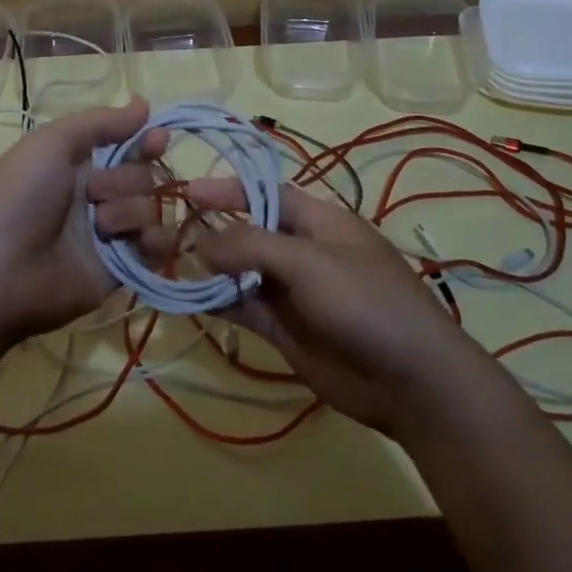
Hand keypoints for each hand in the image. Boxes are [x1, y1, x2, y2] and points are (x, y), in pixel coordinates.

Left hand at [0, 99, 172, 345]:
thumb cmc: (19, 196)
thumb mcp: (52, 142)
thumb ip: (101, 122)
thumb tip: (144, 103)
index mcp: (78, 164)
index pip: (127, 145)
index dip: (146, 141)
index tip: (157, 138)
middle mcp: (96, 195)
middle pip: (143, 175)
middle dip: (126, 179)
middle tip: (95, 193)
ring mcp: (110, 233)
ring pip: (150, 207)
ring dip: (130, 210)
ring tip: (101, 226)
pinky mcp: (121, 268)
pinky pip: (158, 247)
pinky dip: (157, 240)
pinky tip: (140, 240)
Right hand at [188, 182, 483, 436]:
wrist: (410, 381)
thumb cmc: (365, 301)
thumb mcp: (308, 261)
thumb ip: (251, 245)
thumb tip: (199, 241)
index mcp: (317, 220)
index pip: (263, 193)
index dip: (226, 190)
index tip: (185, 193)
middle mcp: (300, 250)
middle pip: (246, 232)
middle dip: (207, 231)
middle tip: (160, 232)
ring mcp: (291, 291)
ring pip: (239, 272)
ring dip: (205, 268)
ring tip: (161, 262)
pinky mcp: (283, 329)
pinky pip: (242, 308)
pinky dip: (215, 301)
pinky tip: (184, 296)